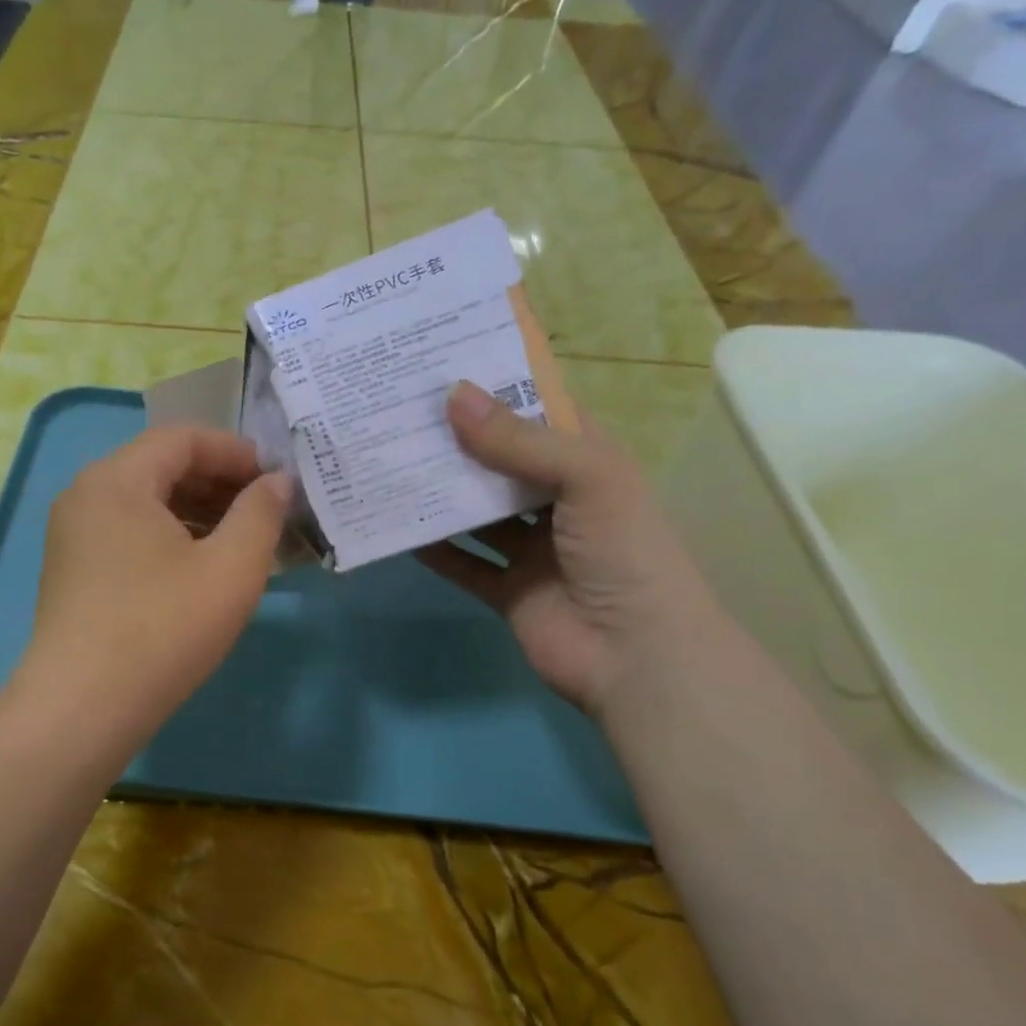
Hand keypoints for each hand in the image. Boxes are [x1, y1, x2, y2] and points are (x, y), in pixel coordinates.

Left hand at [18, 425, 291, 746]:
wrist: (82, 709)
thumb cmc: (163, 629)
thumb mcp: (231, 568)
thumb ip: (261, 513)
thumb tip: (276, 482)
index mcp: (117, 479)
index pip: (183, 438)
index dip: (236, 452)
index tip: (276, 481)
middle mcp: (86, 494)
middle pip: (162, 466)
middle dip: (219, 482)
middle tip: (265, 512)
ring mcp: (73, 533)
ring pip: (146, 501)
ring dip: (197, 511)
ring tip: (241, 541)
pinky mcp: (73, 569)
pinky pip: (129, 532)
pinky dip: (170, 536)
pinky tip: (201, 568)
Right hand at [418, 381, 724, 717]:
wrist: (637, 658)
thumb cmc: (623, 552)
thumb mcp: (584, 478)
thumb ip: (517, 440)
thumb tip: (452, 395)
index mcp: (587, 464)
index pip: (539, 413)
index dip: (498, 389)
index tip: (443, 367)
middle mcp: (558, 500)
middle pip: (499, 461)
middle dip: (456, 440)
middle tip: (399, 412)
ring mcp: (531, 549)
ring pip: (476, 512)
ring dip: (439, 492)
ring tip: (388, 461)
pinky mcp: (507, 589)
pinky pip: (462, 563)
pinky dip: (433, 548)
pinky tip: (397, 527)